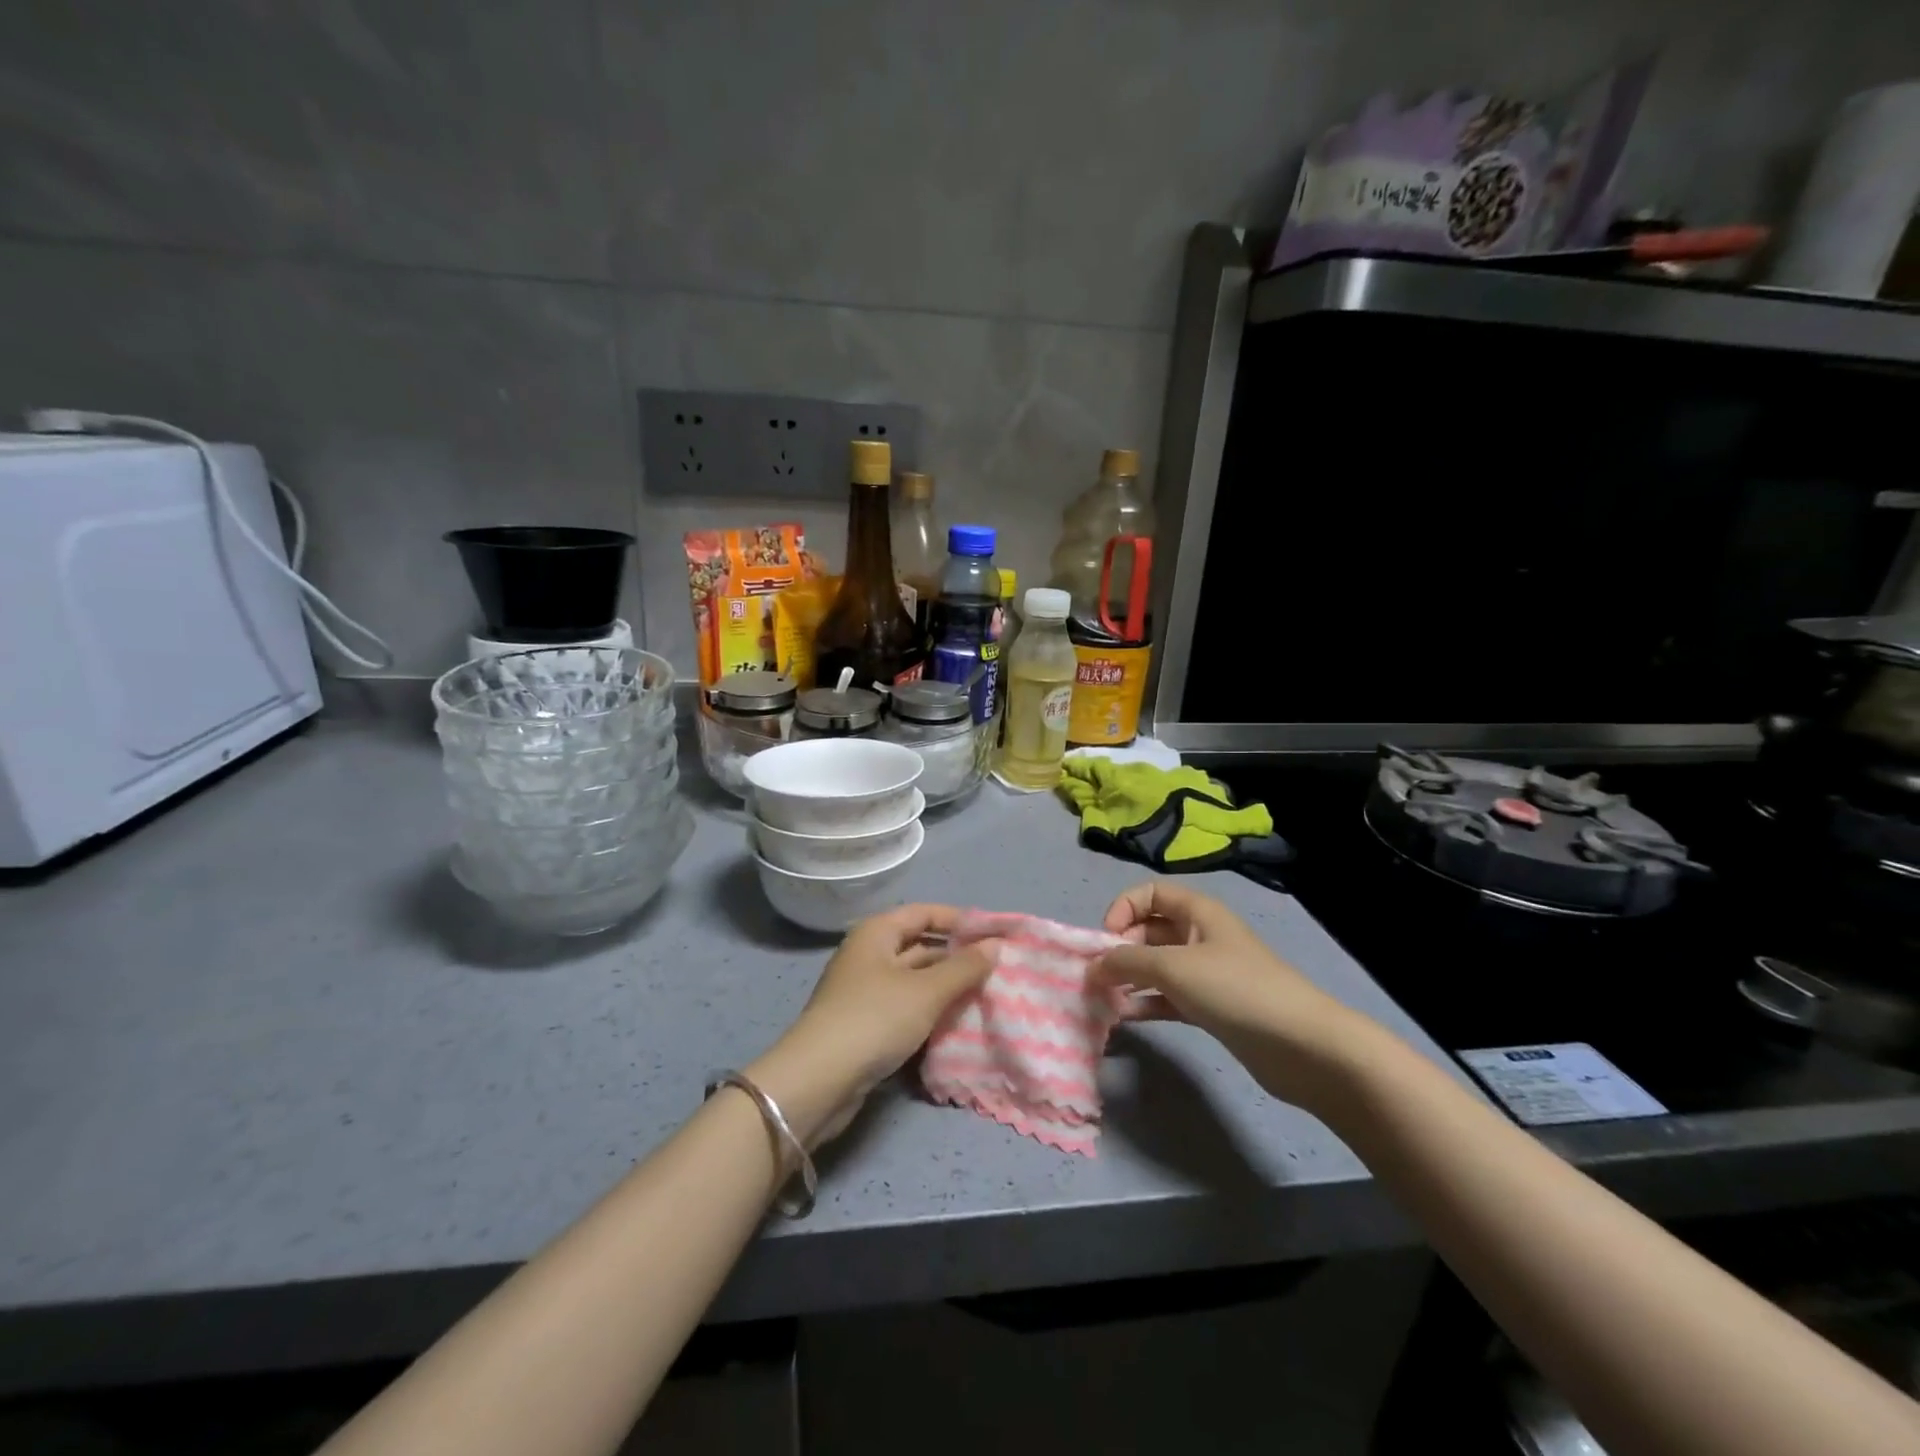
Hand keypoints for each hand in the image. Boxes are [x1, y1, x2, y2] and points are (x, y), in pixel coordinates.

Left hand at [747, 905, 994, 1145]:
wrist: (818, 1081)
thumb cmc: (874, 1019)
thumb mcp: (926, 991)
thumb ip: (963, 967)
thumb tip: (995, 945)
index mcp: (877, 932)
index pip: (924, 912)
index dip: (959, 920)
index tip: (994, 935)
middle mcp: (868, 954)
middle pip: (919, 945)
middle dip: (956, 957)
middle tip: (996, 969)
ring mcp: (864, 990)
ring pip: (914, 980)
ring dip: (945, 987)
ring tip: (985, 996)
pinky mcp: (864, 1023)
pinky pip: (905, 1007)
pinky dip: (929, 1011)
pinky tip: (955, 1023)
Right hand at [1093, 881, 1358, 1106]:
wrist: (1302, 1046)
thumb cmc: (1235, 990)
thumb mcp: (1173, 967)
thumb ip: (1126, 962)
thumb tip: (1091, 967)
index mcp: (1198, 912)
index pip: (1149, 893)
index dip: (1123, 909)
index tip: (1106, 941)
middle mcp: (1201, 936)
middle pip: (1150, 929)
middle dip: (1121, 948)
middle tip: (1099, 977)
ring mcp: (1208, 973)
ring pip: (1157, 966)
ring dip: (1130, 978)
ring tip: (1104, 998)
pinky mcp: (1212, 1008)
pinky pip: (1169, 997)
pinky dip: (1147, 1003)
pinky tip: (1127, 1017)